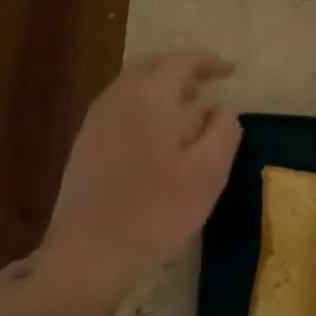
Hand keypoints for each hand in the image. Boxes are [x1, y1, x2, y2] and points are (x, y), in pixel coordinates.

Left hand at [6, 52, 240, 306]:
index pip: (181, 62)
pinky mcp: (84, 146)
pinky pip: (119, 108)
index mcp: (149, 98)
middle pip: (150, 67)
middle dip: (182, 69)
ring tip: (187, 106)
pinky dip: (144, 106)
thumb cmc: (158, 211)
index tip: (230, 71)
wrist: (91, 253)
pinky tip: (157, 135)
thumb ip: (222, 131)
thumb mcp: (208, 173)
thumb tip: (221, 107)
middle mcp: (116, 99)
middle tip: (208, 83)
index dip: (208, 62)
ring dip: (161, 87)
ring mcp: (95, 122)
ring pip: (131, 87)